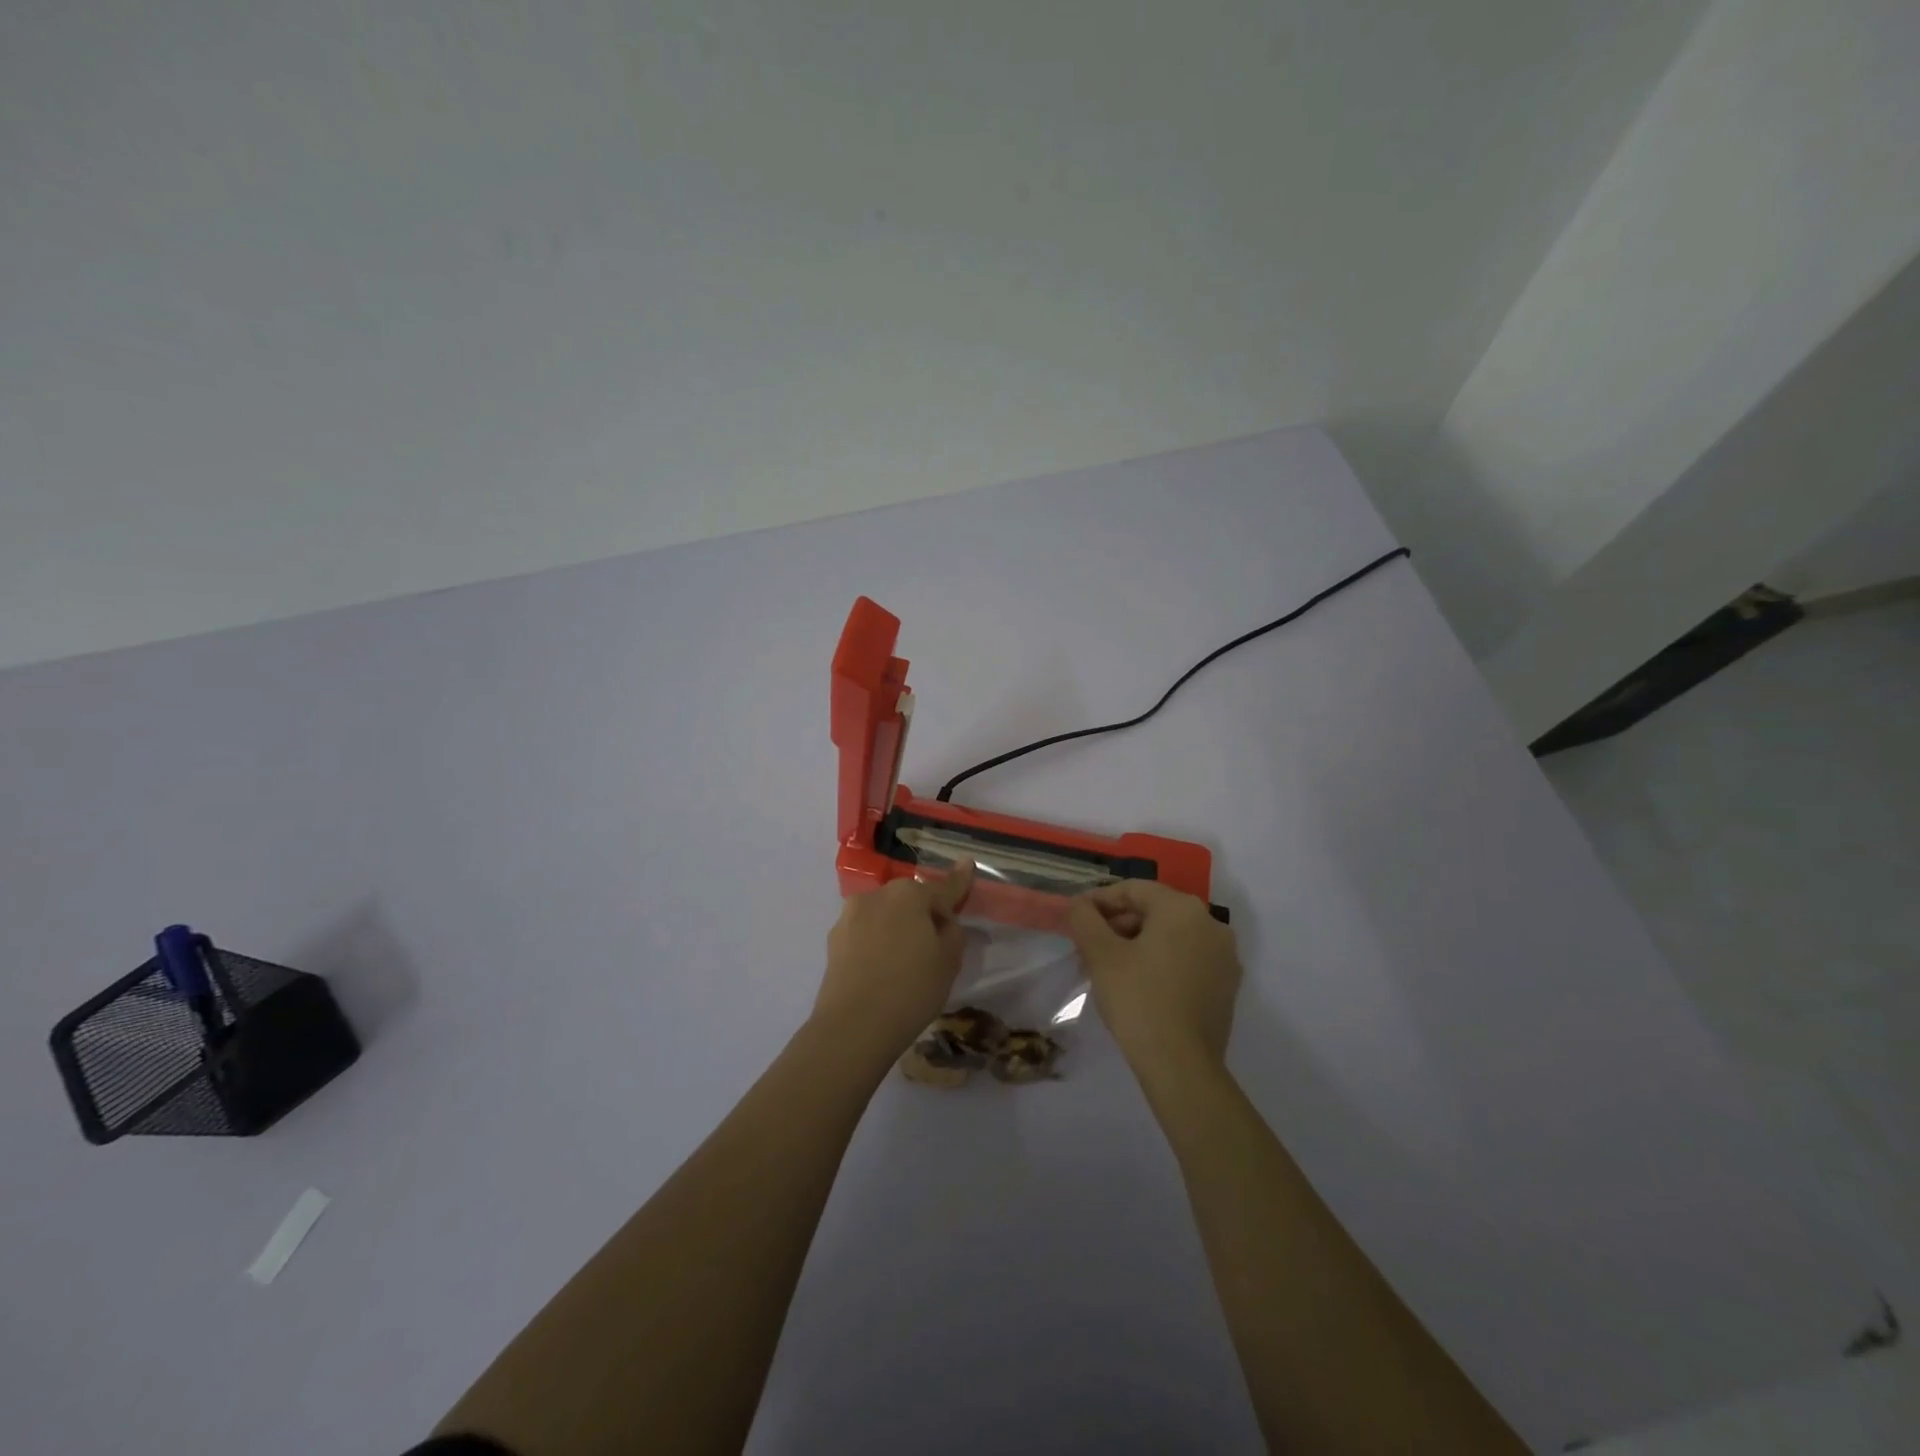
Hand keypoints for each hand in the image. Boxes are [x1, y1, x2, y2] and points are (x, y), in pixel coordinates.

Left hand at [813, 861, 976, 1070]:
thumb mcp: (949, 960)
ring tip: (904, 962)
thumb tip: (942, 920)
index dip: (959, 880)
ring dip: (897, 928)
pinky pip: (865, 934)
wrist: (853, 1027)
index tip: (967, 863)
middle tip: (935, 945)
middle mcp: (876, 896)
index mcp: (909, 894)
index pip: (942, 888)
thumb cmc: (912, 989)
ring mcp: (849, 917)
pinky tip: (882, 970)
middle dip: (923, 914)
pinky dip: (877, 943)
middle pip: (909, 900)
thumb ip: (952, 930)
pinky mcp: (833, 941)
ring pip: (884, 915)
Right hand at [1068, 880, 1241, 1082]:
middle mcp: (1211, 924)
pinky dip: (1162, 962)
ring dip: (1138, 943)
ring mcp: (1224, 956)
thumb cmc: (1138, 1000)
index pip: (1134, 890)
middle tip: (1089, 945)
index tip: (1076, 917)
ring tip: (1110, 966)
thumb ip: (1084, 919)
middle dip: (1119, 923)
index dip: (1100, 900)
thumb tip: (1079, 904)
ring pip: (1172, 936)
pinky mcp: (1227, 986)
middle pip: (1155, 911)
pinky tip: (1139, 984)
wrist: (1182, 1066)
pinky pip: (1188, 959)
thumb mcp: (1100, 955)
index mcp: (1182, 909)